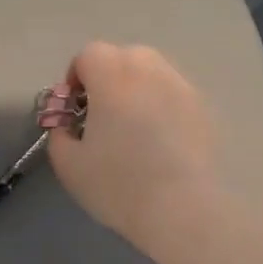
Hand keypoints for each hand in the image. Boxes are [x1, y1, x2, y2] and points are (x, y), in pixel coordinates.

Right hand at [46, 42, 218, 250]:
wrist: (182, 209)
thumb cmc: (118, 184)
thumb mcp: (68, 165)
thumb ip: (59, 134)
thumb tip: (66, 123)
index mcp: (112, 78)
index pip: (89, 54)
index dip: (76, 76)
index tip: (73, 108)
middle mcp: (149, 71)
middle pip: (124, 55)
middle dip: (107, 76)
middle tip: (101, 114)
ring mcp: (182, 87)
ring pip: (153, 71)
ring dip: (136, 87)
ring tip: (132, 126)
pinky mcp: (204, 109)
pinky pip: (174, 93)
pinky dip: (161, 104)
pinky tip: (159, 140)